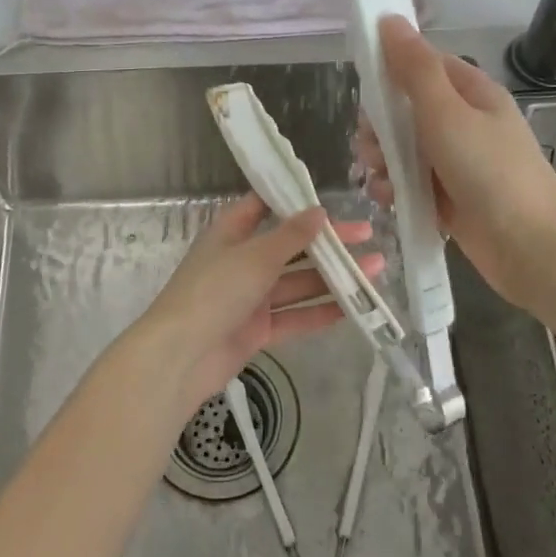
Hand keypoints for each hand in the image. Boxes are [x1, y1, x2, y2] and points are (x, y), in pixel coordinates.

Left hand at [135, 193, 382, 413]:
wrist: (181, 356)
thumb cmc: (214, 291)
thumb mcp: (255, 256)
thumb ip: (291, 235)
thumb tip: (319, 211)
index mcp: (231, 233)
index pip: (264, 207)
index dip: (295, 202)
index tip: (330, 199)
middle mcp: (241, 261)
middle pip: (290, 247)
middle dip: (328, 244)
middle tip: (368, 237)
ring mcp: (249, 297)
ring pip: (297, 283)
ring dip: (333, 278)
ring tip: (374, 271)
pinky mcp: (257, 330)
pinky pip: (294, 316)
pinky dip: (320, 312)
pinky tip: (353, 308)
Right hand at [356, 16, 555, 310]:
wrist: (530, 247)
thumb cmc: (489, 171)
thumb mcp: (446, 113)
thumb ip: (414, 68)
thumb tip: (389, 19)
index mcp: (470, 93)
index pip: (422, 65)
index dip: (390, 73)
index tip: (365, 92)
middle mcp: (463, 122)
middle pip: (406, 110)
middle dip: (380, 127)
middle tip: (371, 146)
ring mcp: (456, 162)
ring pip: (403, 149)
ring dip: (383, 160)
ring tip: (379, 179)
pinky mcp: (448, 198)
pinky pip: (410, 182)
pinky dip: (395, 188)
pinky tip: (388, 199)